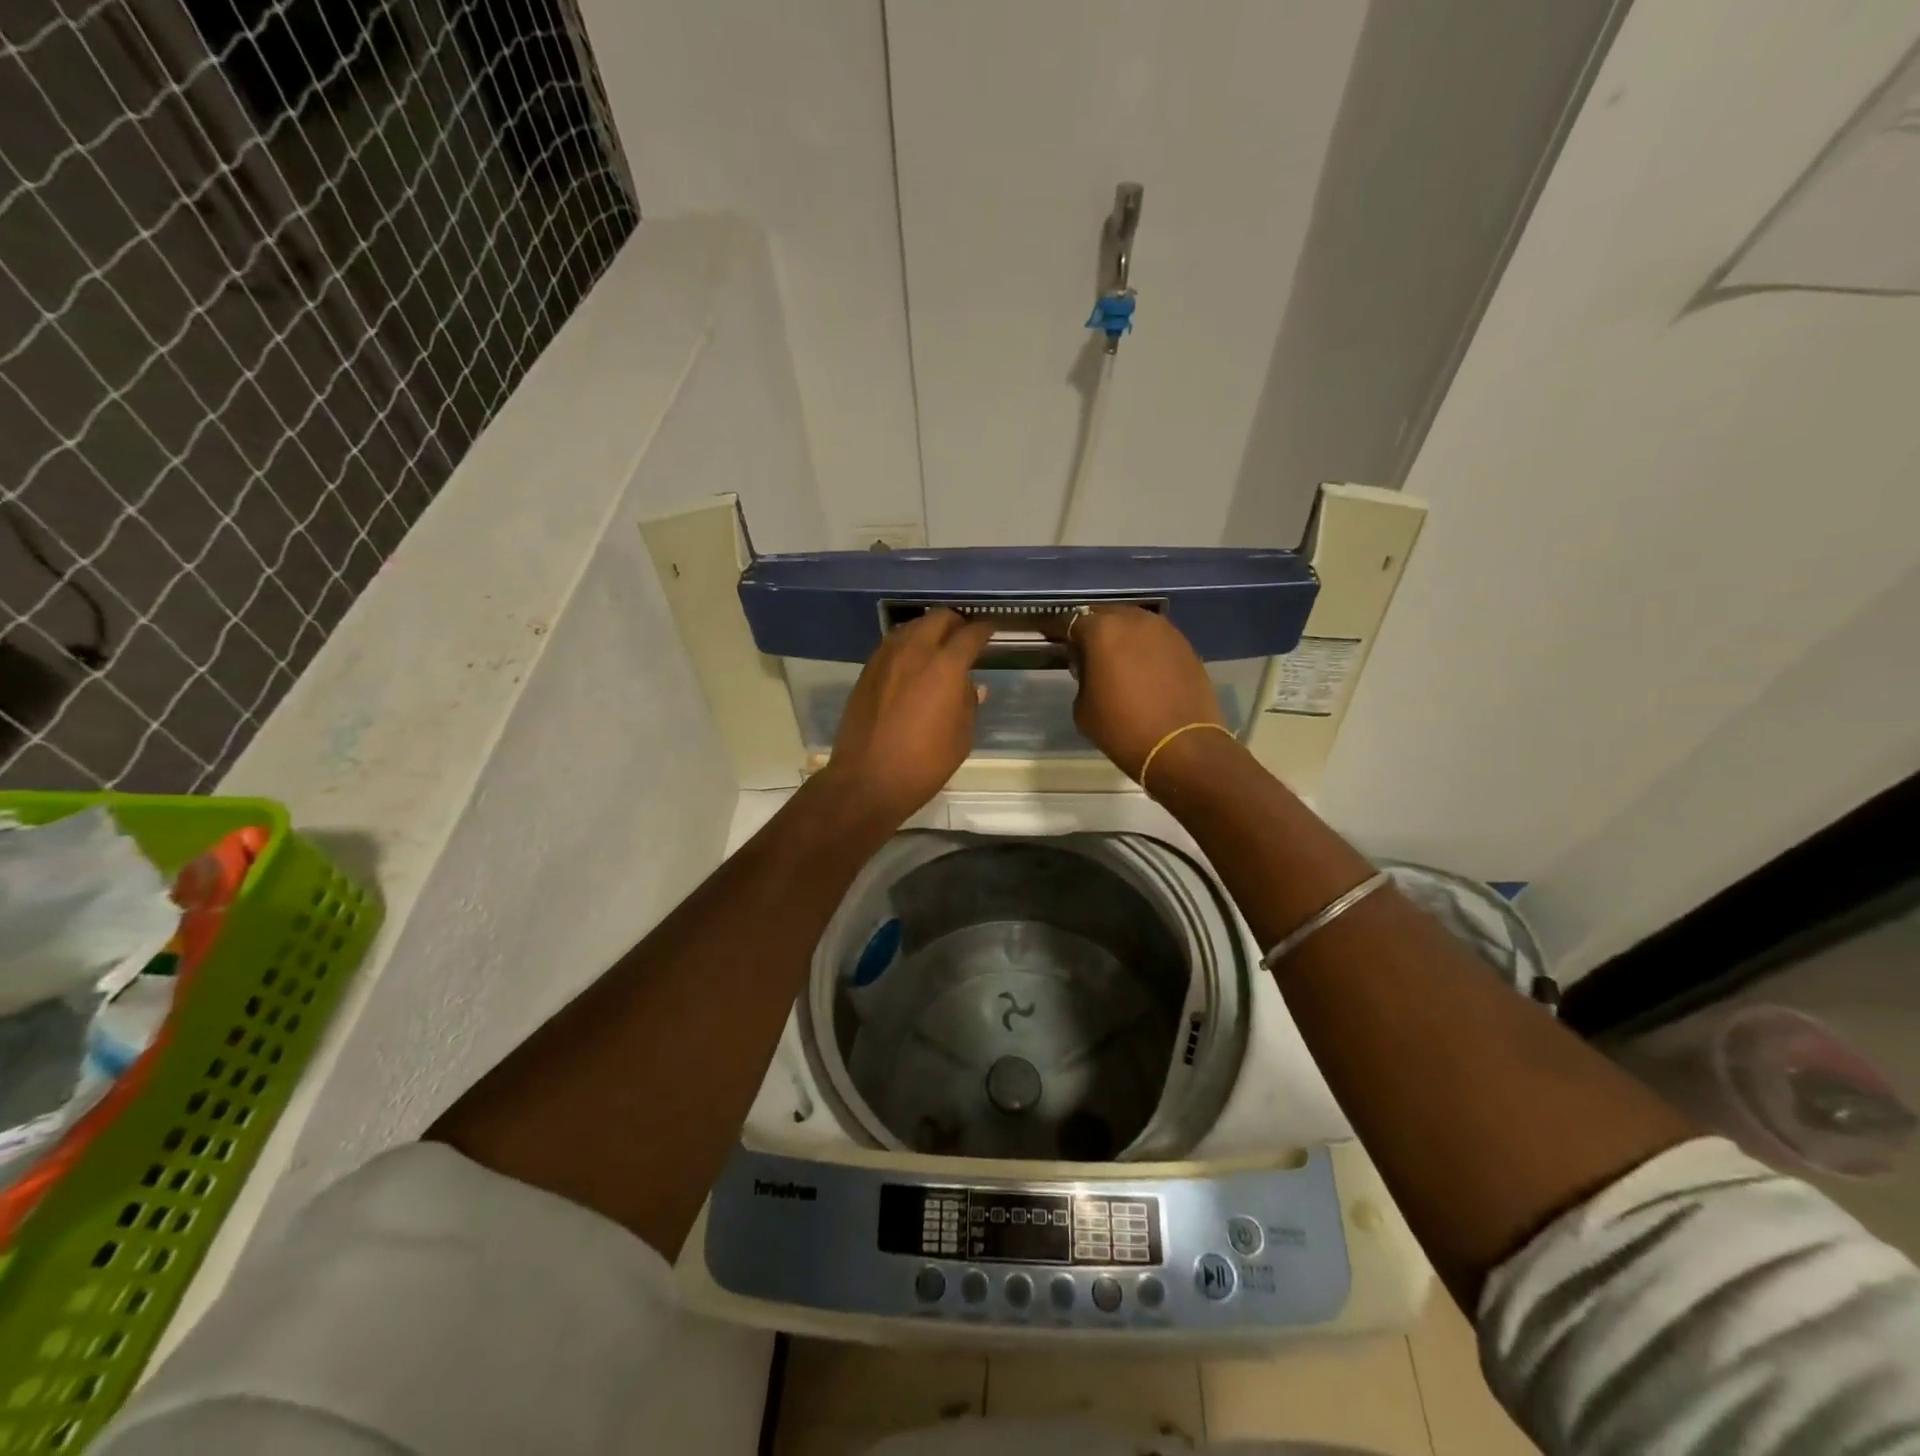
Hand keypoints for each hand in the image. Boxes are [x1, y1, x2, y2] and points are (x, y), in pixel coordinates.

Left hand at [822, 609, 994, 824]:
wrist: (867, 779)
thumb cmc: (924, 764)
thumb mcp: (961, 738)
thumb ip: (968, 704)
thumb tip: (970, 686)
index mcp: (946, 666)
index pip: (971, 634)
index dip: (984, 630)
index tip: (990, 631)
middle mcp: (915, 652)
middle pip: (938, 618)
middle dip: (956, 623)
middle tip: (964, 637)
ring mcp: (886, 658)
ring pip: (911, 627)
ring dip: (928, 630)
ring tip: (938, 648)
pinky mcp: (867, 671)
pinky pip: (892, 645)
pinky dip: (907, 645)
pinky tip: (912, 664)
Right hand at [1056, 606, 1223, 778]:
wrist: (1182, 747)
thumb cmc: (1122, 728)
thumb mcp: (1083, 707)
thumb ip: (1082, 677)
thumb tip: (1090, 667)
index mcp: (1101, 630)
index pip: (1071, 622)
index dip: (1059, 632)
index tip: (1053, 641)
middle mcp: (1133, 620)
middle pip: (1104, 615)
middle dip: (1093, 630)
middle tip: (1085, 652)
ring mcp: (1164, 630)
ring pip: (1133, 624)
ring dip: (1121, 636)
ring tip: (1115, 660)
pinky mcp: (1185, 646)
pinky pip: (1155, 639)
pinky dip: (1144, 648)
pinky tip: (1142, 669)